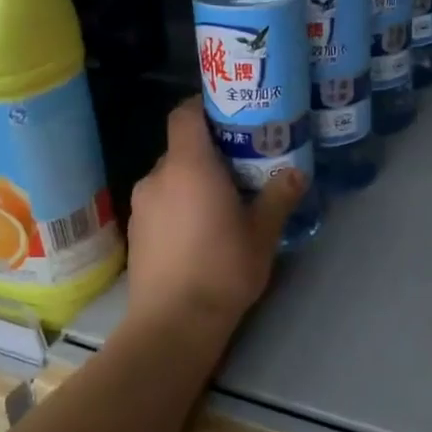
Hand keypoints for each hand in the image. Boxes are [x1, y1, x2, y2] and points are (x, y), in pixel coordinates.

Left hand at [125, 98, 304, 338]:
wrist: (172, 324)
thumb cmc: (222, 270)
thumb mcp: (262, 234)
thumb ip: (278, 197)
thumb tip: (296, 174)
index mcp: (189, 166)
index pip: (185, 114)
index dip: (205, 107)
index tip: (233, 116)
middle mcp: (158, 176)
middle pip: (181, 147)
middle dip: (210, 152)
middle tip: (242, 167)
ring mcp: (141, 205)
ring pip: (171, 177)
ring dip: (194, 182)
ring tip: (224, 203)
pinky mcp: (135, 231)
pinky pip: (161, 203)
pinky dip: (179, 205)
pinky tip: (200, 232)